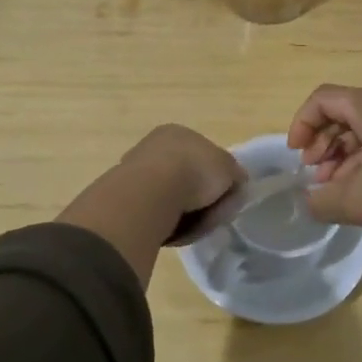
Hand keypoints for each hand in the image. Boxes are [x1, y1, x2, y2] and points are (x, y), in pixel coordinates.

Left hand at [118, 124, 245, 220]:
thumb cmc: (195, 172)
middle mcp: (154, 146)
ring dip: (184, 213)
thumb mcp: (230, 169)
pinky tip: (171, 230)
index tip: (224, 196)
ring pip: (170, 198)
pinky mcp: (124, 198)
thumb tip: (237, 182)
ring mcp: (135, 171)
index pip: (204, 155)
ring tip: (192, 226)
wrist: (151, 195)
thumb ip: (235, 174)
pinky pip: (155, 214)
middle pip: (186, 178)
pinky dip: (166, 223)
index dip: (217, 178)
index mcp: (178, 132)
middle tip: (211, 214)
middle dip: (200, 199)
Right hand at [286, 86, 361, 282]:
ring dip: (345, 154)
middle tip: (315, 175)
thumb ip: (321, 200)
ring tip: (336, 188)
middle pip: (346, 111)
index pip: (325, 98)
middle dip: (324, 143)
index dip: (302, 123)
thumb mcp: (356, 202)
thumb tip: (309, 200)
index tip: (296, 156)